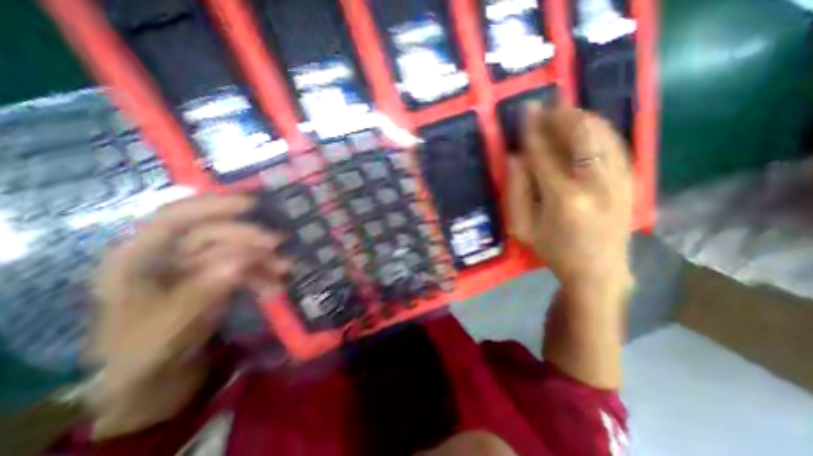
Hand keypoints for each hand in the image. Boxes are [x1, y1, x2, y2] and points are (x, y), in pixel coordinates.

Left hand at [85, 192, 285, 438]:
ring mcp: (197, 268)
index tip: (254, 204)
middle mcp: (169, 256)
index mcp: (139, 260)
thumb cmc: (146, 357)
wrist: (159, 385)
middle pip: (214, 233)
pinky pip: (244, 268)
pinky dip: (262, 273)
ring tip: (285, 268)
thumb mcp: (168, 329)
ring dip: (262, 257)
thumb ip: (202, 292)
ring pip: (234, 250)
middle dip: (248, 237)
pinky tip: (276, 284)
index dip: (214, 205)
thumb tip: (239, 261)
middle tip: (279, 245)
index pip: (176, 218)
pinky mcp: (218, 279)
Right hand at [506, 101, 634, 387]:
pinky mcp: (630, 181)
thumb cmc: (552, 250)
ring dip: (581, 117)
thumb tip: (515, 157)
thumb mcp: (522, 227)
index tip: (525, 110)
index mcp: (563, 198)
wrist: (597, 271)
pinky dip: (599, 130)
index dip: (532, 130)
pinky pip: (616, 143)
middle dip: (561, 114)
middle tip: (546, 104)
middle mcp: (595, 183)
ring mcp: (619, 180)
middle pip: (580, 135)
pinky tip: (586, 126)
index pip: (543, 153)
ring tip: (564, 110)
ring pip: (602, 134)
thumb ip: (515, 191)